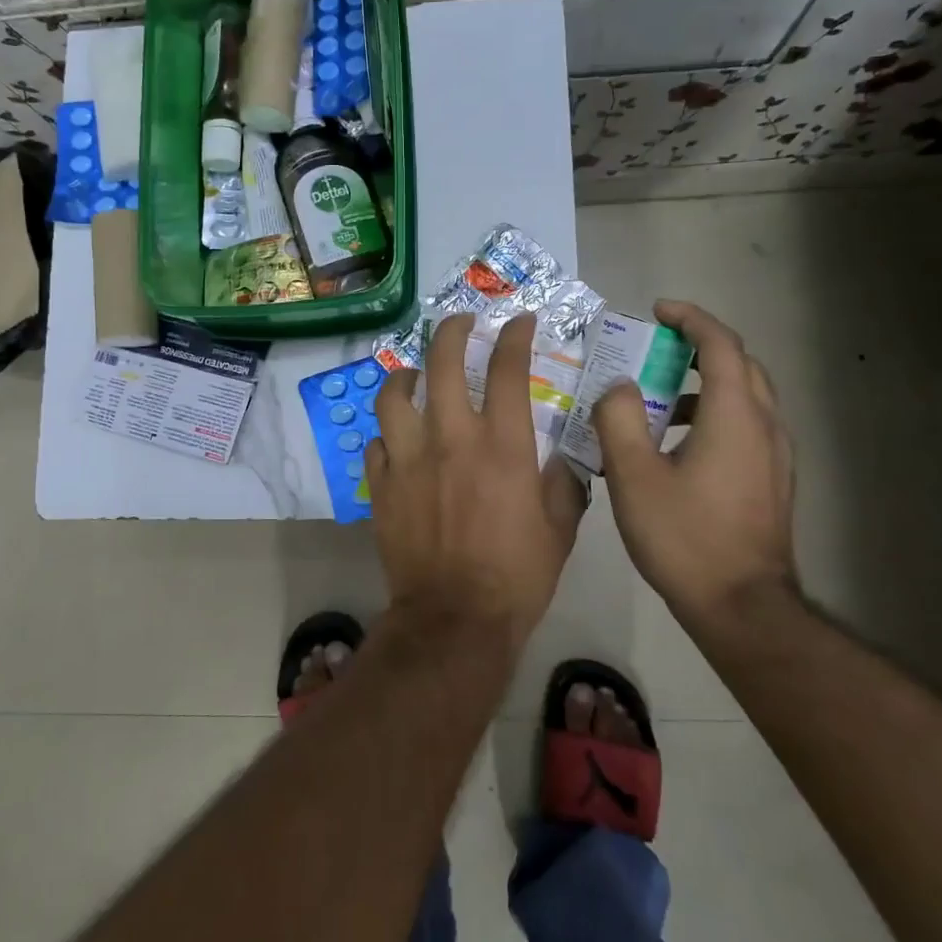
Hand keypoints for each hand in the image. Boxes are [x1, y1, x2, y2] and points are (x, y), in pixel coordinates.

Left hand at [366, 313, 588, 643]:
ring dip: (405, 375)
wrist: (454, 620)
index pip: (508, 368)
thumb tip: (562, 460)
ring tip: (413, 374)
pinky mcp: (381, 484)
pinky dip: (388, 433)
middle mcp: (452, 438)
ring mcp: (409, 458)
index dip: (515, 336)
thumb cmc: (517, 575)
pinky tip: (397, 439)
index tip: (520, 322)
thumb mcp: (561, 528)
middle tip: (460, 322)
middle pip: (442, 362)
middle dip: (452, 330)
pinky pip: (377, 442)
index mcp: (503, 445)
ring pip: (395, 394)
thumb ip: (564, 483)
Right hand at [593, 301, 796, 627]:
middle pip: (741, 364)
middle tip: (657, 349)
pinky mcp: (774, 481)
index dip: (690, 319)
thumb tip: (619, 386)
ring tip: (661, 400)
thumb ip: (620, 419)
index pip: (721, 345)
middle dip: (700, 346)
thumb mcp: (634, 475)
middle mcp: (765, 426)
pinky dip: (716, 414)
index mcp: (735, 416)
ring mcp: (776, 456)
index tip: (657, 311)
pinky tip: (680, 445)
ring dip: (706, 383)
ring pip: (746, 397)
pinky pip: (747, 426)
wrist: (742, 608)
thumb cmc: (685, 537)